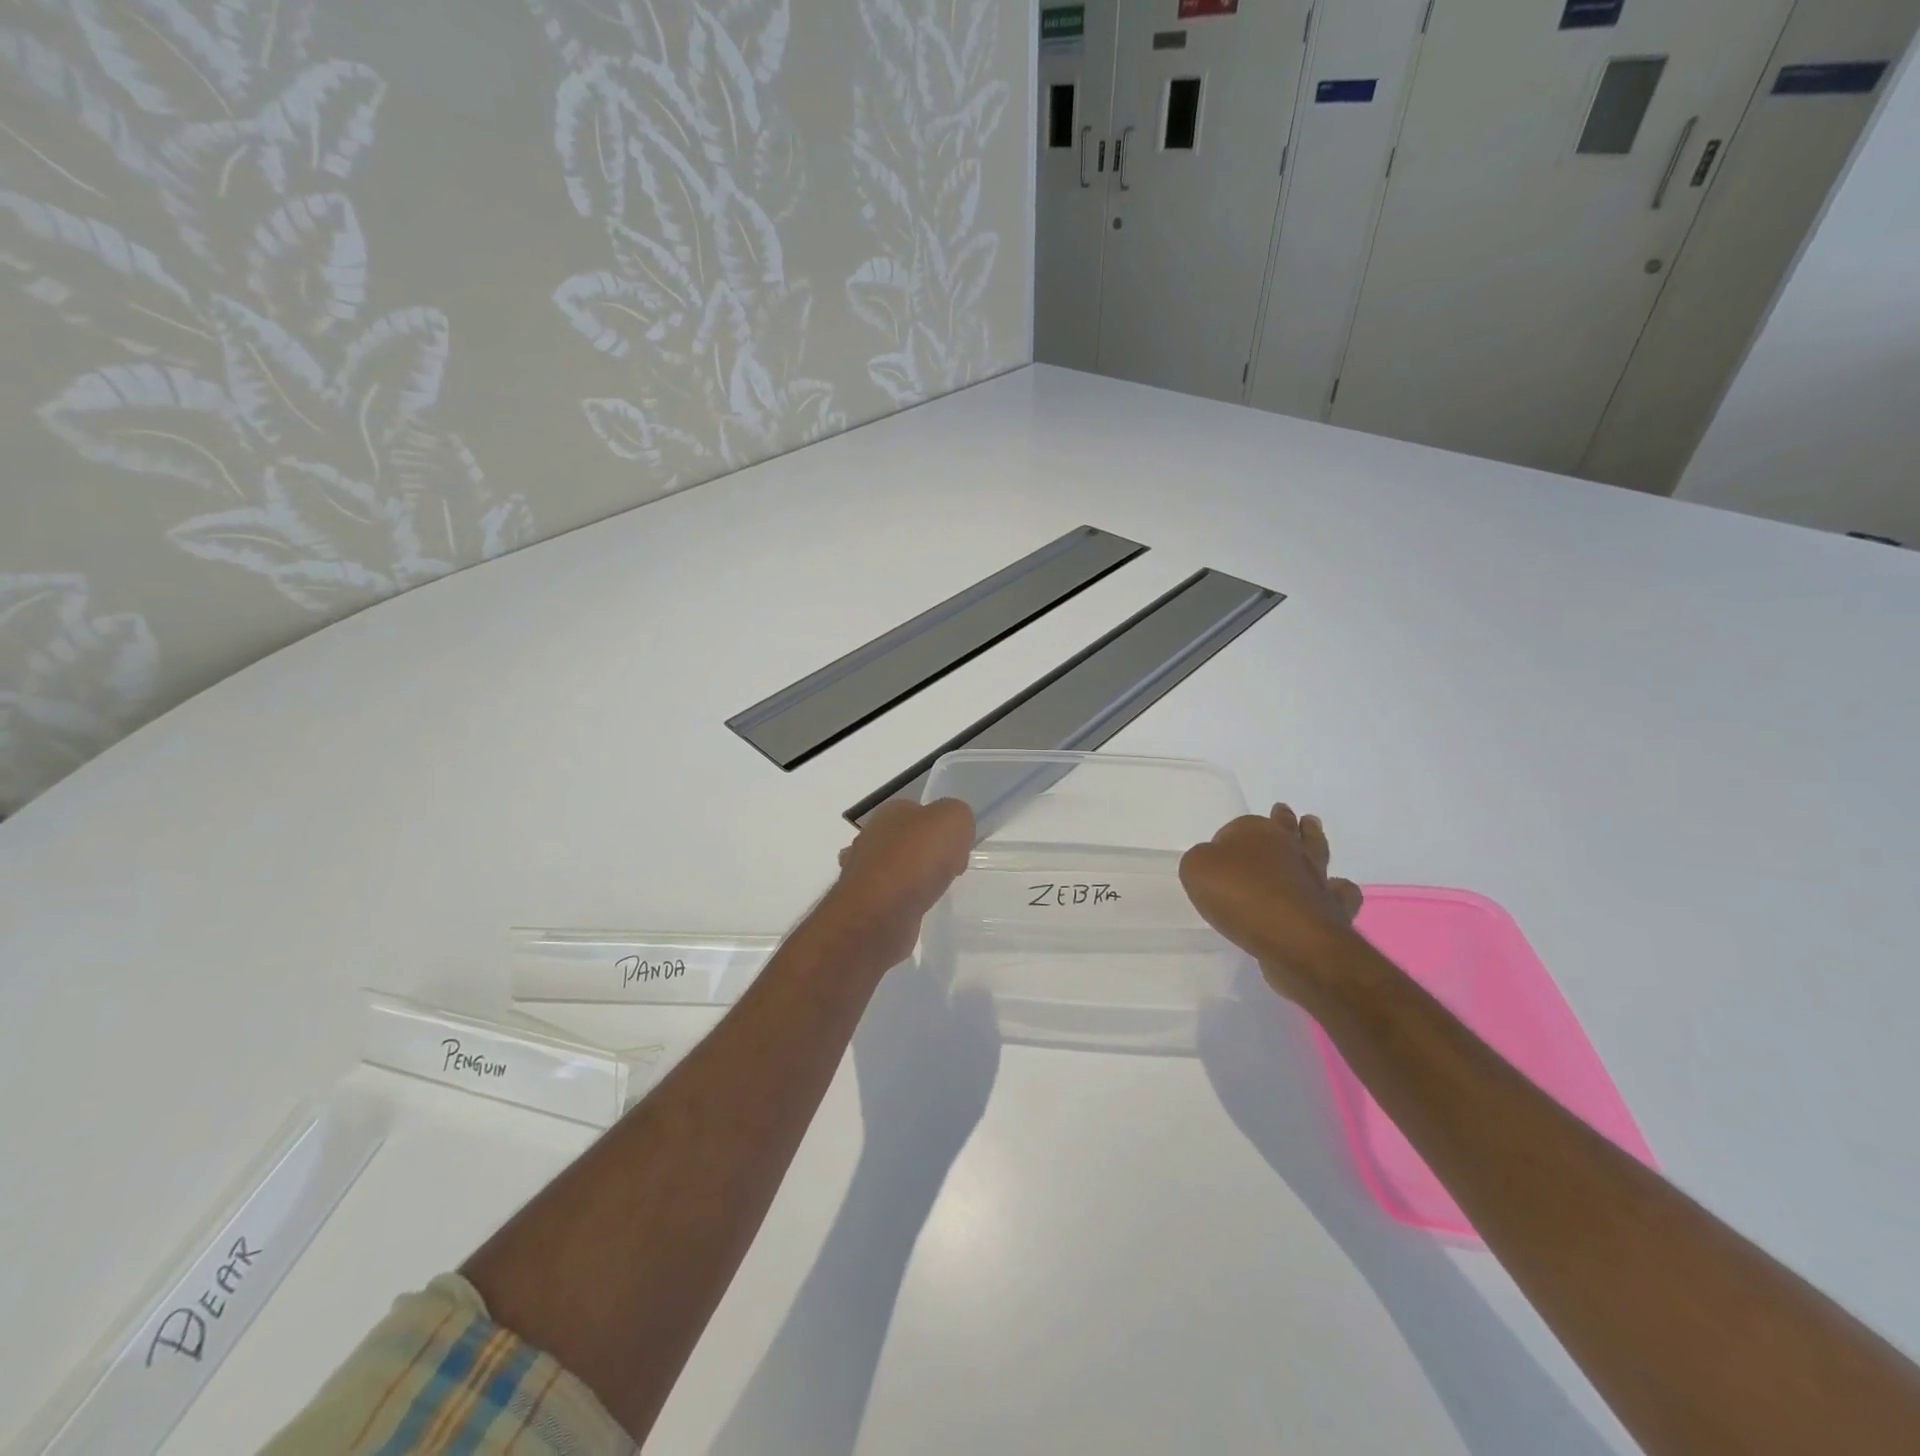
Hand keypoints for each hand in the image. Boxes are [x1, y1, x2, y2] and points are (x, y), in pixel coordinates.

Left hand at [818, 798, 973, 965]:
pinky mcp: (862, 904)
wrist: (879, 913)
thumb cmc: (916, 859)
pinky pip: (889, 897)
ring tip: (933, 892)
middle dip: (927, 854)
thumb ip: (958, 815)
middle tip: (949, 871)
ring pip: (895, 869)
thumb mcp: (954, 819)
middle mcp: (871, 837)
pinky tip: (915, 910)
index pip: (918, 811)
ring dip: (913, 879)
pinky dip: (903, 902)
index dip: (940, 827)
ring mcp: (861, 871)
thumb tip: (953, 833)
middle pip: (906, 840)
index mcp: (890, 812)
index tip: (958, 848)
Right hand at [1179, 804, 1363, 1001]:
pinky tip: (1331, 891)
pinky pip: (1339, 892)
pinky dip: (1336, 890)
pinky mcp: (1332, 906)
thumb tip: (1217, 863)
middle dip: (1283, 819)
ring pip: (1316, 849)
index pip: (1239, 827)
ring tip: (1312, 828)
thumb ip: (1202, 859)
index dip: (1228, 839)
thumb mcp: (1197, 869)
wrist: (1290, 937)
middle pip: (1285, 826)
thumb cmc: (1238, 896)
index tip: (1219, 856)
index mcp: (1256, 831)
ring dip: (1313, 837)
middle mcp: (1289, 847)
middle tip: (1282, 811)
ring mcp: (1315, 876)